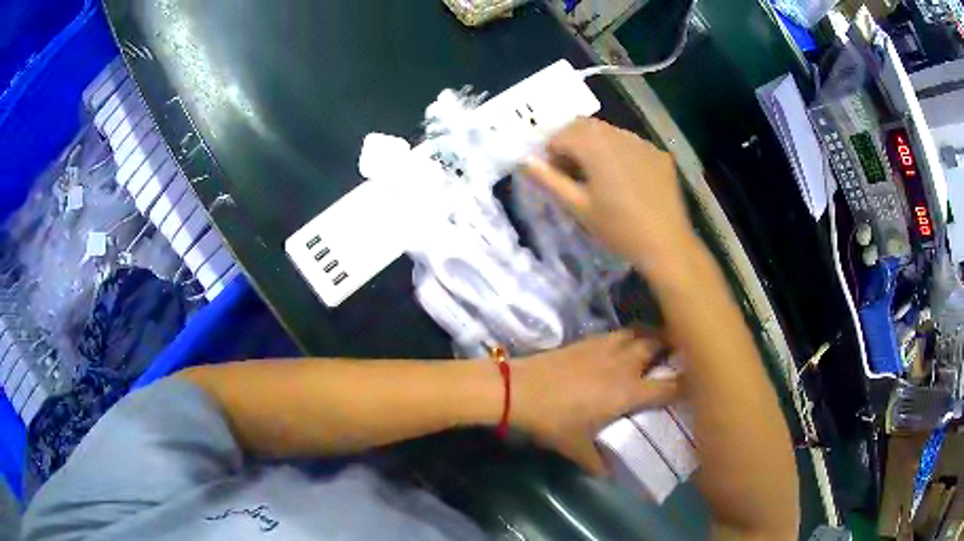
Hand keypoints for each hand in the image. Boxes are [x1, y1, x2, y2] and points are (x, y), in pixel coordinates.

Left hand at [511, 330, 679, 475]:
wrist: (519, 388)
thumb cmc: (552, 420)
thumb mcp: (575, 447)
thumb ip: (596, 463)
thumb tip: (608, 476)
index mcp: (628, 391)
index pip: (670, 385)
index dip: (687, 385)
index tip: (698, 385)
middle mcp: (624, 364)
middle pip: (659, 346)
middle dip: (673, 350)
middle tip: (679, 358)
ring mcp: (606, 347)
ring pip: (640, 333)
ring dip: (652, 337)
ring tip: (655, 348)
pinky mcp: (588, 339)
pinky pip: (619, 333)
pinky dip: (629, 336)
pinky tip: (622, 347)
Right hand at [523, 117, 695, 264]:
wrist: (666, 244)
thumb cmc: (617, 228)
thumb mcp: (578, 207)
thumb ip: (549, 180)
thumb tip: (525, 161)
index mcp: (595, 145)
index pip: (561, 135)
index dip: (552, 154)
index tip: (556, 176)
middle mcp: (618, 134)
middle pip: (584, 127)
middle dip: (572, 144)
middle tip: (574, 174)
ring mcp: (642, 142)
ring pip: (609, 133)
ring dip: (596, 146)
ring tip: (600, 176)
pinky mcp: (659, 154)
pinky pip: (631, 144)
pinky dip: (620, 153)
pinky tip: (626, 180)